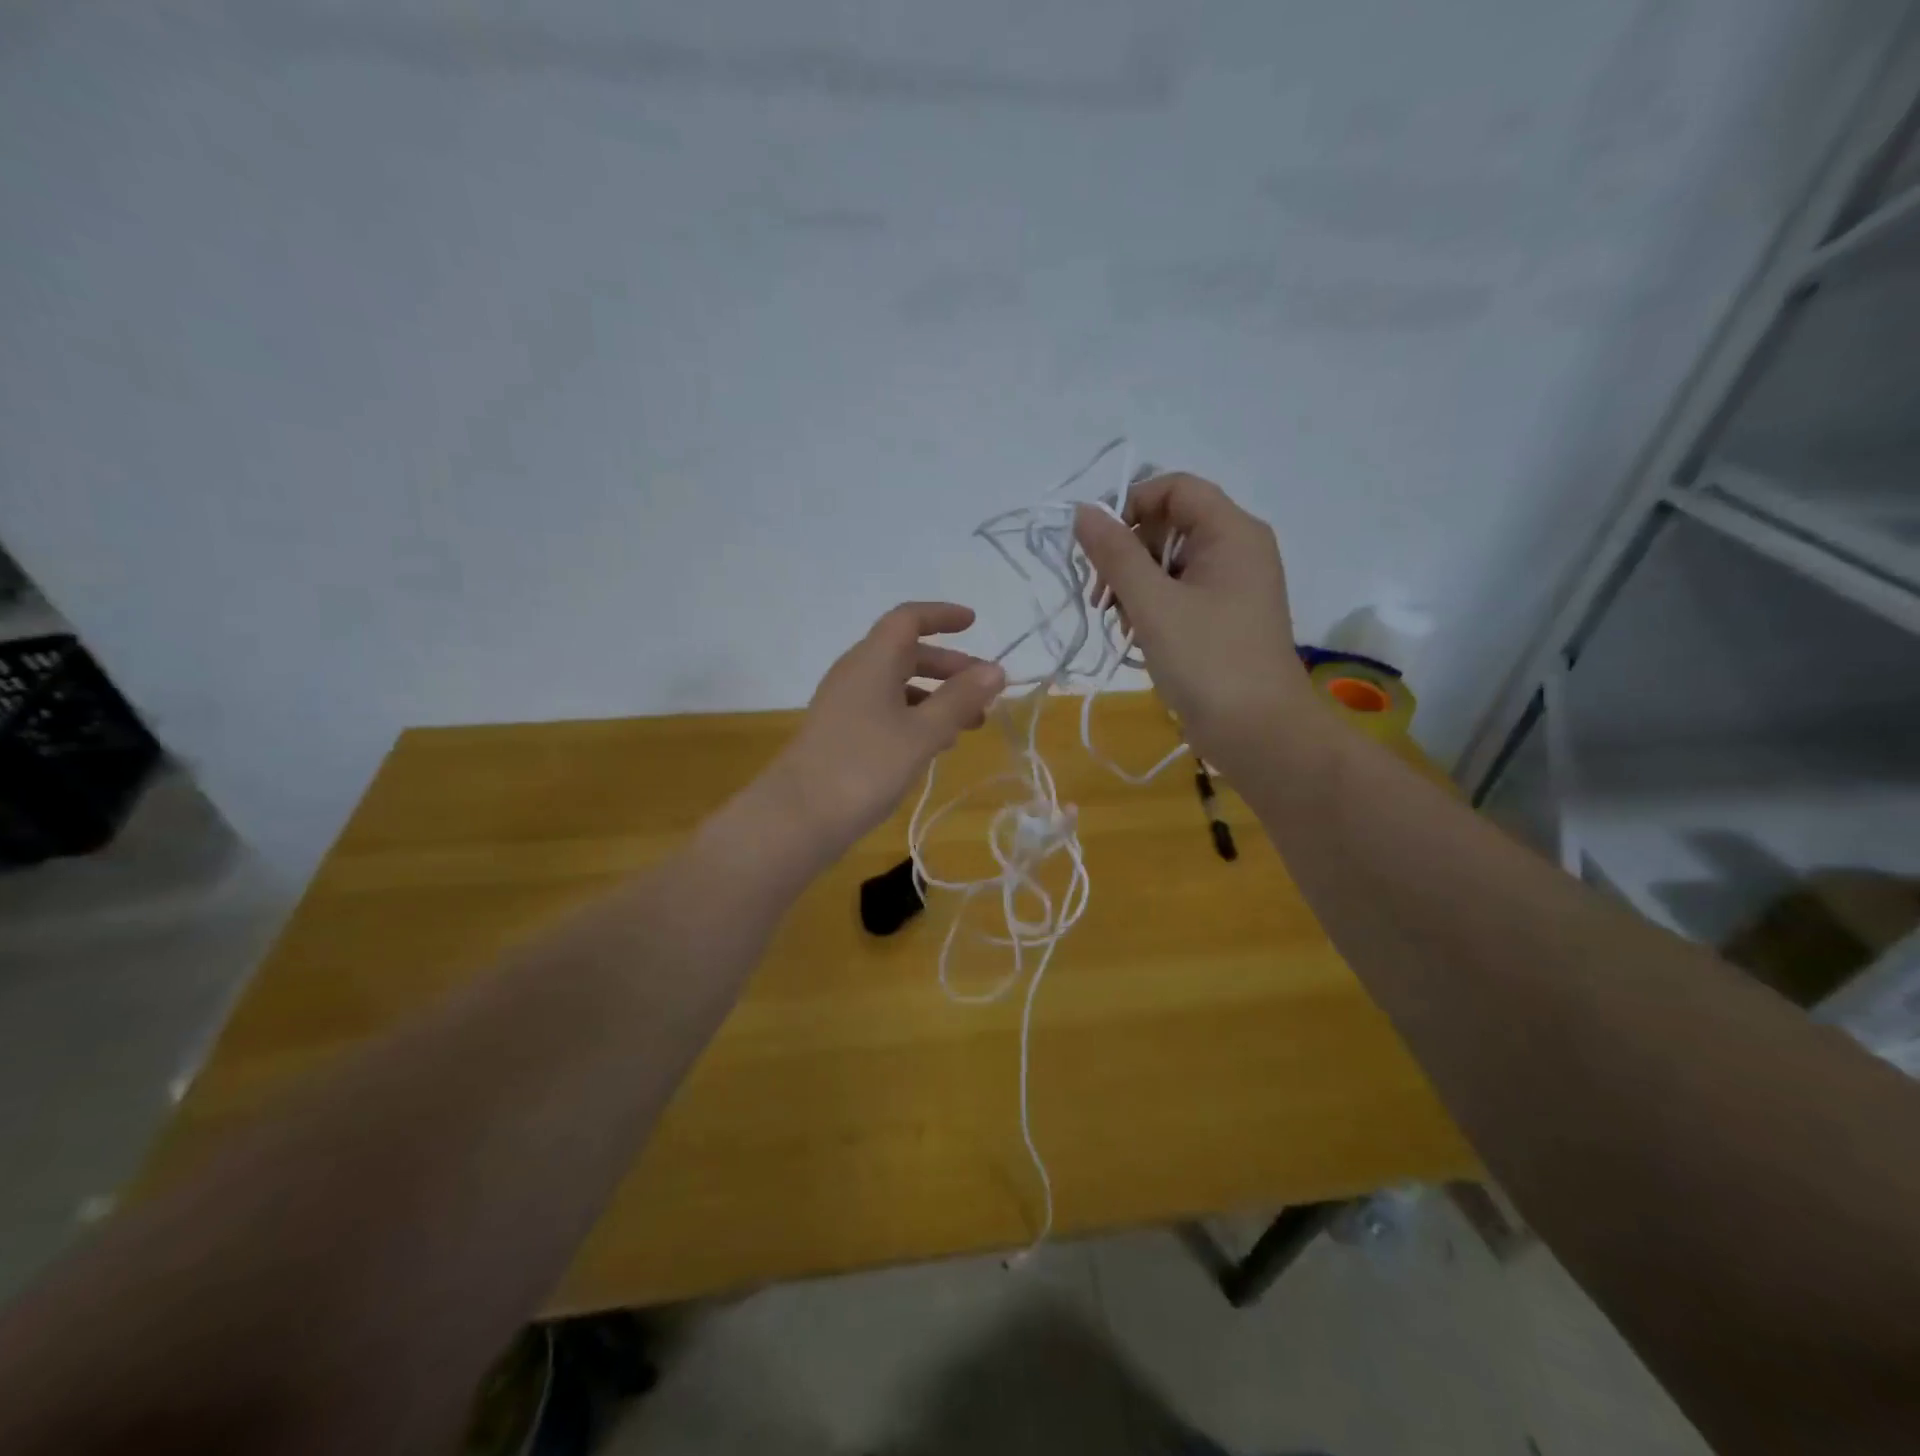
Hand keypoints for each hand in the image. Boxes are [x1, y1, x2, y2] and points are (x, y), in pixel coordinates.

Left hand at [771, 602, 1005, 855]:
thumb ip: (960, 700)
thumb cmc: (865, 767)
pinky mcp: (840, 732)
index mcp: (873, 660)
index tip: (974, 622)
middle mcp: (856, 673)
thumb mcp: (922, 733)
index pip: (908, 619)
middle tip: (985, 689)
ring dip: (936, 696)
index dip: (942, 616)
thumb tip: (995, 669)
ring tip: (970, 723)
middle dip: (949, 666)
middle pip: (906, 653)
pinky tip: (935, 744)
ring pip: (897, 685)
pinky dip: (915, 716)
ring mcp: (845, 704)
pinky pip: (885, 709)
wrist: (797, 817)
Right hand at [1074, 474, 1310, 769]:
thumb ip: (1115, 554)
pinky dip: (1152, 608)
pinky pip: (1180, 593)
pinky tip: (1137, 637)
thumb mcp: (1152, 604)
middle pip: (1170, 525)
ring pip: (1170, 563)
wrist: (1259, 732)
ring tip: (1119, 624)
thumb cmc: (1207, 660)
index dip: (1130, 505)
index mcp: (1232, 532)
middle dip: (1127, 554)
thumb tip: (1083, 511)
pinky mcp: (1224, 618)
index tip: (1097, 546)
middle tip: (1100, 595)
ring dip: (1134, 586)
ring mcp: (1233, 586)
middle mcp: (1238, 549)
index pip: (1175, 488)